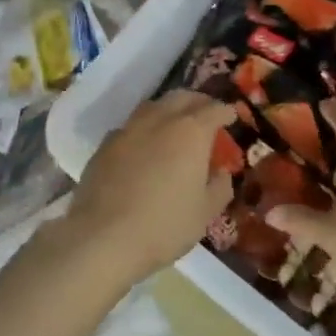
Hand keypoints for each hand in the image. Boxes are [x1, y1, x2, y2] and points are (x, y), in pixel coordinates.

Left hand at [60, 92, 236, 282]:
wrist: (103, 237)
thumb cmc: (164, 225)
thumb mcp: (204, 212)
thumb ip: (219, 187)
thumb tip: (220, 173)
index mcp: (190, 132)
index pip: (214, 110)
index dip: (225, 112)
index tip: (231, 116)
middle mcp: (159, 120)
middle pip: (181, 98)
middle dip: (198, 102)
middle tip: (206, 113)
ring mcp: (128, 129)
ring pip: (153, 106)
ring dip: (168, 110)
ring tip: (175, 124)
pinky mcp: (104, 145)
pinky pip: (130, 127)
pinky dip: (144, 129)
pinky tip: (144, 146)